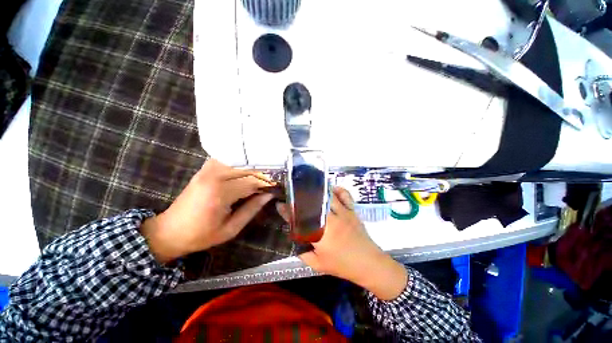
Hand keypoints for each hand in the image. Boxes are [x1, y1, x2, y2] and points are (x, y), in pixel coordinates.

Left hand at [141, 159, 273, 263]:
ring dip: (252, 166)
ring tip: (264, 173)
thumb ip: (252, 209)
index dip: (268, 182)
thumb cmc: (201, 235)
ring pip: (238, 160)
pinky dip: (239, 162)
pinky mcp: (204, 170)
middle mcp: (214, 176)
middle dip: (263, 172)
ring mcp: (207, 170)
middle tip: (274, 178)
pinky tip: (246, 168)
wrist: (169, 231)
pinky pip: (226, 159)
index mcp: (220, 193)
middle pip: (247, 167)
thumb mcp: (231, 229)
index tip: (278, 185)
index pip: (252, 181)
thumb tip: (268, 195)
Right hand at [277, 187, 407, 299]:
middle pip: (312, 203)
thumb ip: (303, 252)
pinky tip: (330, 189)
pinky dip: (337, 190)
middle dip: (300, 197)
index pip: (300, 219)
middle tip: (292, 195)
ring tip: (307, 188)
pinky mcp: (352, 210)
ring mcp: (343, 213)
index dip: (288, 211)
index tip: (280, 205)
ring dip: (316, 191)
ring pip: (327, 196)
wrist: (369, 264)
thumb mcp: (318, 264)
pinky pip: (345, 195)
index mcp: (321, 235)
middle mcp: (331, 220)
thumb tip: (294, 238)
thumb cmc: (342, 265)